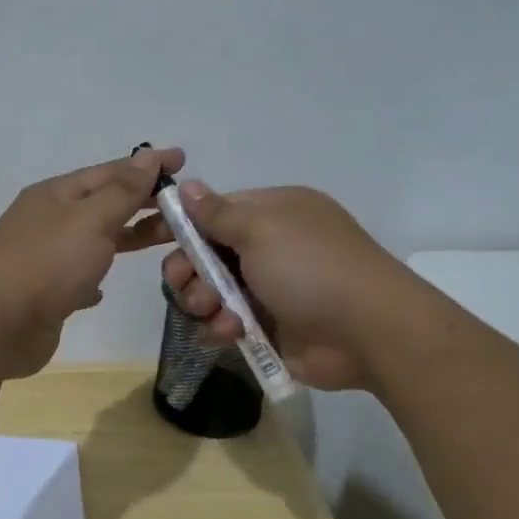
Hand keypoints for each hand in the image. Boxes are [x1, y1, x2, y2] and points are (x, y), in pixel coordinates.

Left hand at [0, 145, 183, 378]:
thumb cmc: (46, 264)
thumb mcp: (90, 220)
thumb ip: (122, 191)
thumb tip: (146, 156)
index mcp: (55, 195)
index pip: (109, 171)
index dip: (146, 165)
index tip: (183, 160)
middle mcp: (47, 221)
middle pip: (103, 204)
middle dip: (142, 202)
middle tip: (184, 205)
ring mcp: (43, 259)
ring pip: (93, 241)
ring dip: (125, 237)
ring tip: (164, 240)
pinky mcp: (44, 295)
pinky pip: (75, 278)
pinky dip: (93, 277)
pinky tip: (103, 289)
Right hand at [157, 183, 404, 390]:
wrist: (367, 332)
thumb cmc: (311, 268)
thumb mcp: (261, 229)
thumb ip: (217, 213)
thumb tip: (187, 185)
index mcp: (274, 213)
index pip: (216, 212)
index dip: (184, 225)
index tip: (151, 238)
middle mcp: (271, 248)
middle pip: (208, 255)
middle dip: (190, 269)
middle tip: (184, 283)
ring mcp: (270, 289)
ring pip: (213, 292)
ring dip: (204, 301)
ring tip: (213, 311)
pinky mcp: (269, 327)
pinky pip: (227, 323)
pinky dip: (222, 327)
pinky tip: (230, 332)